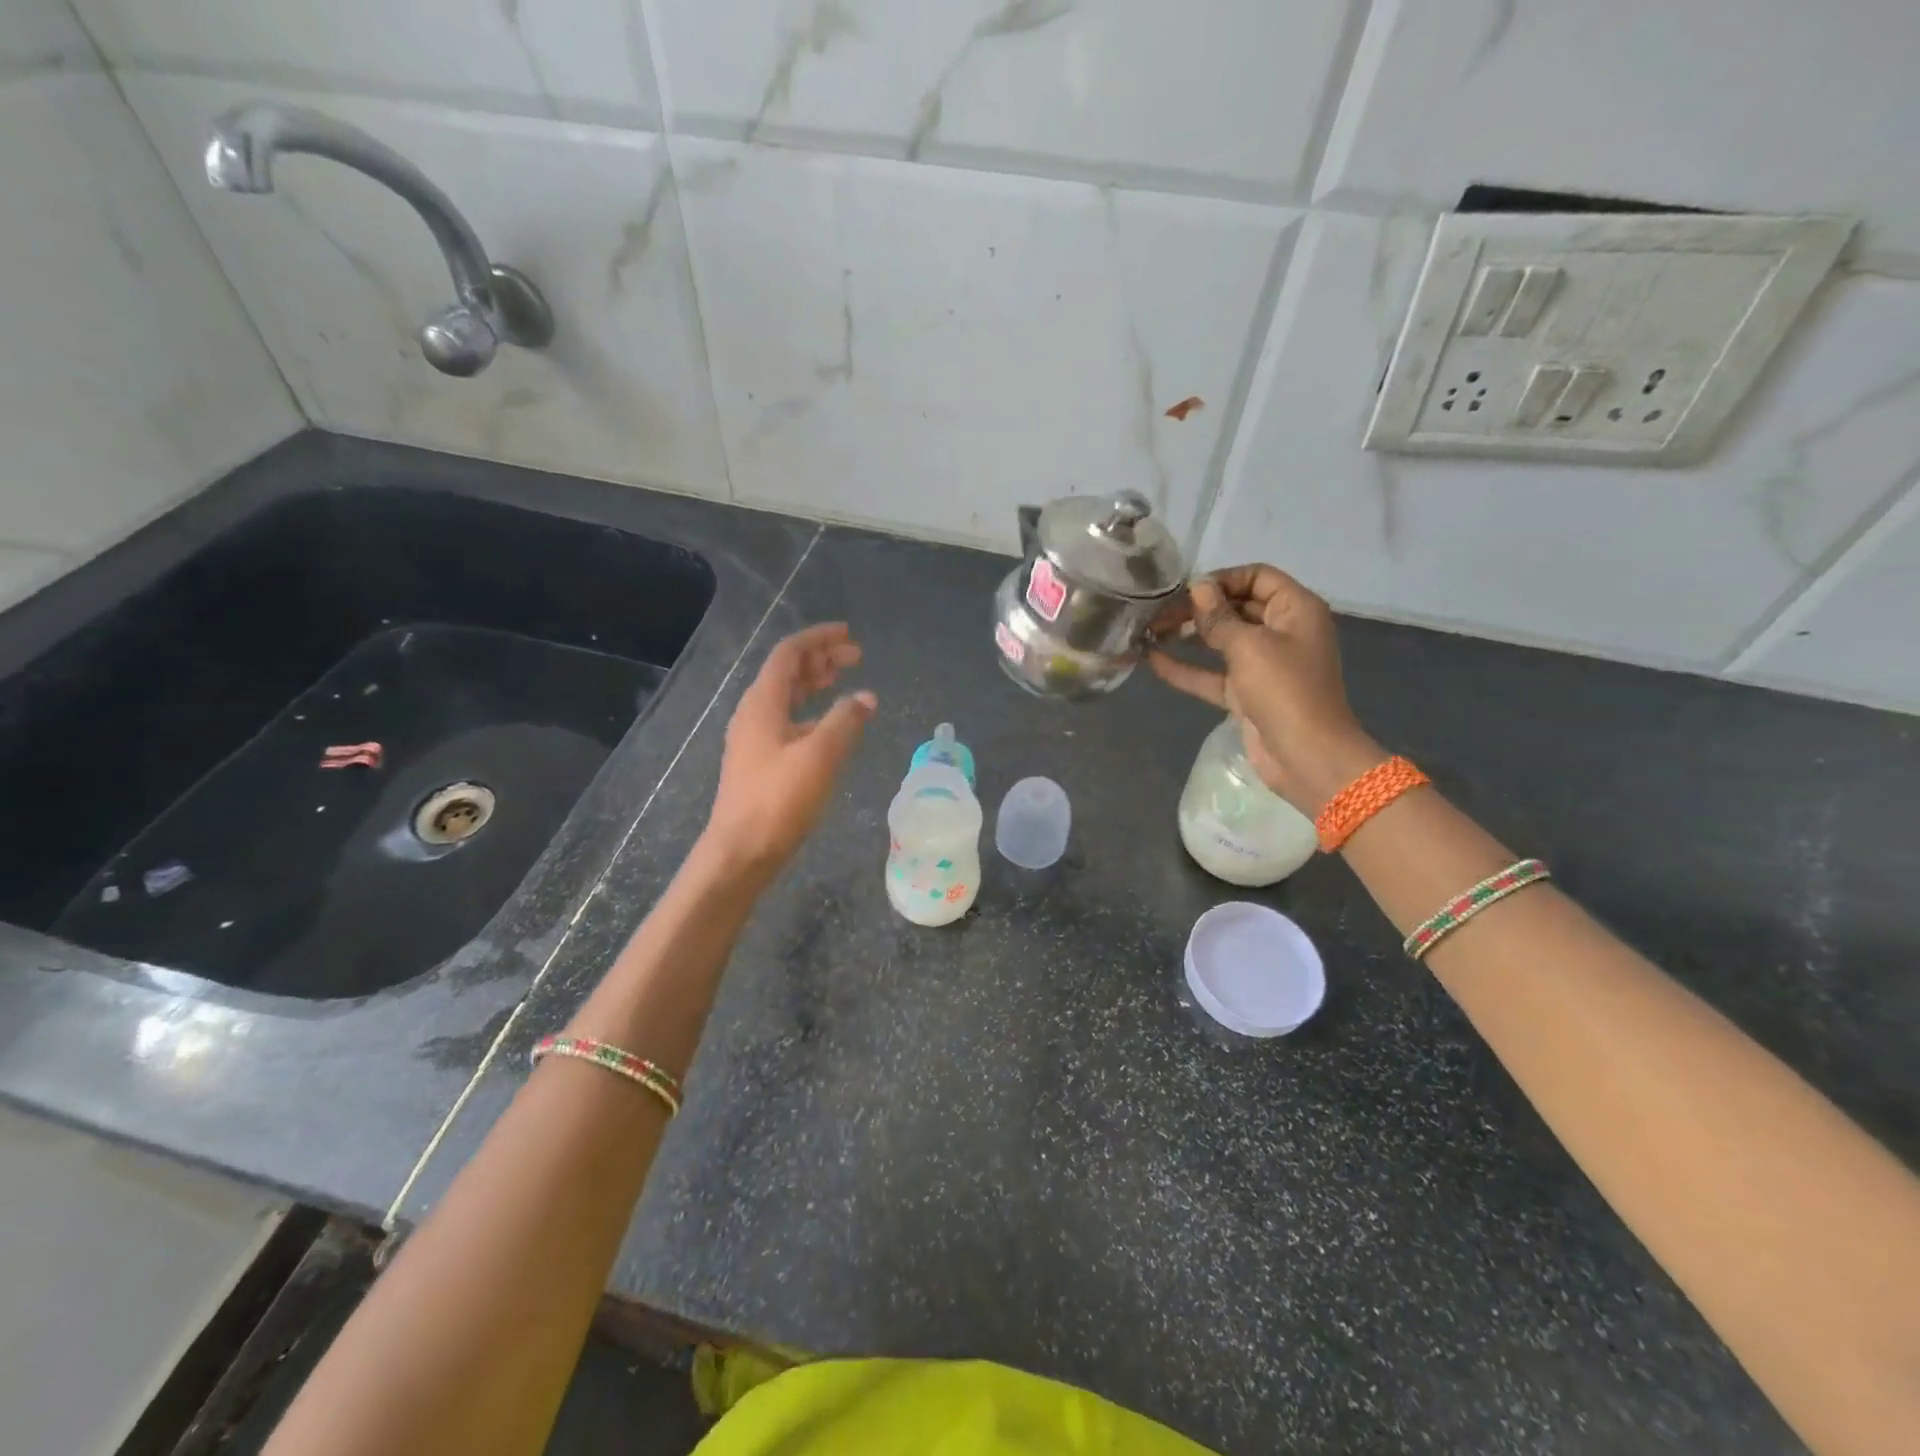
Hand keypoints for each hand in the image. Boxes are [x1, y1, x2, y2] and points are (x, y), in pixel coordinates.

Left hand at [703, 623, 876, 879]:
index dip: (819, 639)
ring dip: (815, 684)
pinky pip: (788, 721)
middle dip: (821, 659)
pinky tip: (831, 726)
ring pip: (787, 698)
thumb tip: (866, 697)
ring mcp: (754, 739)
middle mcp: (754, 714)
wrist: (741, 851)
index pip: (789, 654)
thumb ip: (845, 720)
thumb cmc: (779, 799)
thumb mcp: (820, 756)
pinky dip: (812, 713)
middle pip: (787, 673)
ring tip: (844, 681)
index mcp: (762, 703)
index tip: (849, 635)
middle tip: (856, 657)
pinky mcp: (760, 762)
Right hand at [1149, 565, 1381, 813]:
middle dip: (1198, 607)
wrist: (1306, 756)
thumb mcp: (1249, 646)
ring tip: (1150, 632)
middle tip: (1158, 613)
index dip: (1222, 579)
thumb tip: (1198, 588)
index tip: (1186, 590)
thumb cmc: (1285, 691)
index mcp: (1295, 610)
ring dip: (1189, 635)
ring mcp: (1264, 664)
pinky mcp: (1246, 694)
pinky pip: (1213, 674)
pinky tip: (1153, 661)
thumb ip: (1219, 617)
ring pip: (1221, 640)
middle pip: (1236, 607)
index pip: (1257, 577)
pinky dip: (1187, 668)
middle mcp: (1281, 631)